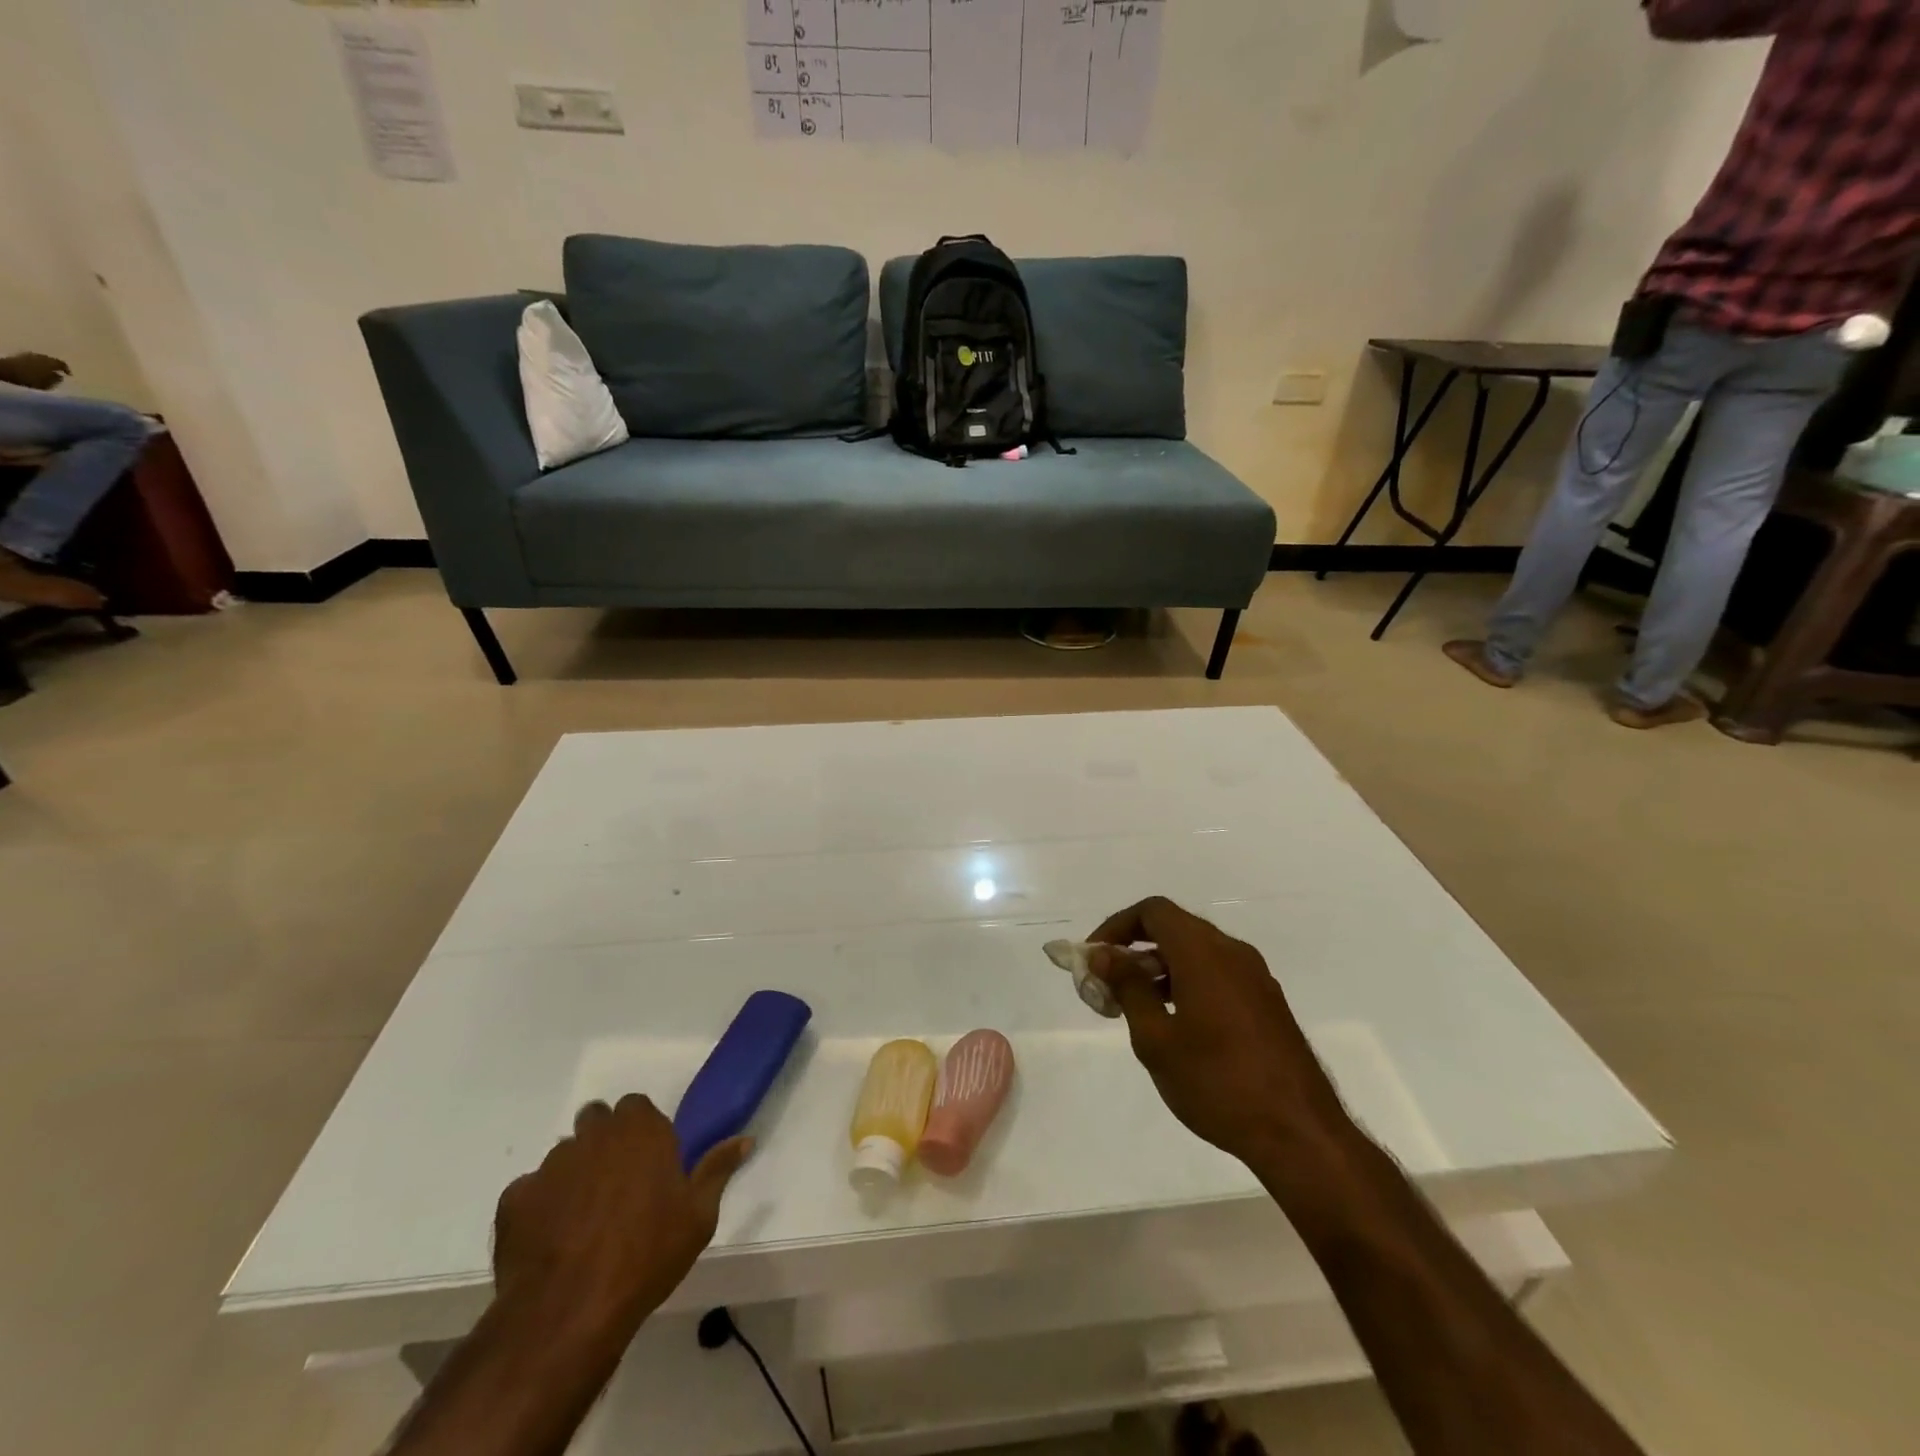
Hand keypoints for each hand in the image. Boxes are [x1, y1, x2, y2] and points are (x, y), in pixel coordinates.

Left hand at [0, 352, 70, 390]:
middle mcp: (43, 357)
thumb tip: (60, 376)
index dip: (67, 370)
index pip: (63, 364)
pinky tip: (36, 369)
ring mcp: (31, 355)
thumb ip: (56, 380)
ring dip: (46, 365)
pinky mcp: (21, 356)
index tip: (69, 375)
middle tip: (58, 373)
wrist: (6, 369)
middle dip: (55, 366)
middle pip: (52, 360)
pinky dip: (37, 364)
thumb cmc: (30, 378)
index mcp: (51, 362)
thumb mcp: (48, 383)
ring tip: (46, 371)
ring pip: (43, 359)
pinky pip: (33, 359)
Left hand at [493, 1095, 749, 1326]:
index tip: (649, 1161)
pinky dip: (540, 1208)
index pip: (637, 1106)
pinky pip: (530, 1192)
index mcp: (641, 1131)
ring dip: (574, 1174)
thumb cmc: (647, 1256)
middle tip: (617, 1185)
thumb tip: (745, 1139)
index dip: (641, 1131)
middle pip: (597, 1121)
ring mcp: (550, 1165)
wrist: (569, 1312)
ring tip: (582, 1220)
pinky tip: (550, 1242)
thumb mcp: (699, 1216)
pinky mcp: (514, 1199)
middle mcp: (595, 1135)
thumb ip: (718, 1169)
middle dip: (604, 1142)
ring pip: (564, 1155)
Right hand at [1087, 897, 1350, 1166]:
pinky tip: (1175, 1023)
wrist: (1300, 1134)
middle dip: (1135, 949)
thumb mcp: (1156, 1039)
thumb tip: (1104, 954)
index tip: (1094, 958)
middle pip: (1174, 928)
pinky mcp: (1267, 1002)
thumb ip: (1128, 988)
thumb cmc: (1217, 1082)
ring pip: (1196, 952)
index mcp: (1203, 952)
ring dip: (1160, 967)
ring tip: (1136, 1008)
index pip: (1152, 911)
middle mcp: (1232, 952)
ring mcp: (1255, 977)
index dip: (1116, 926)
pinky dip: (1187, 982)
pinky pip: (1217, 973)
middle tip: (1108, 985)